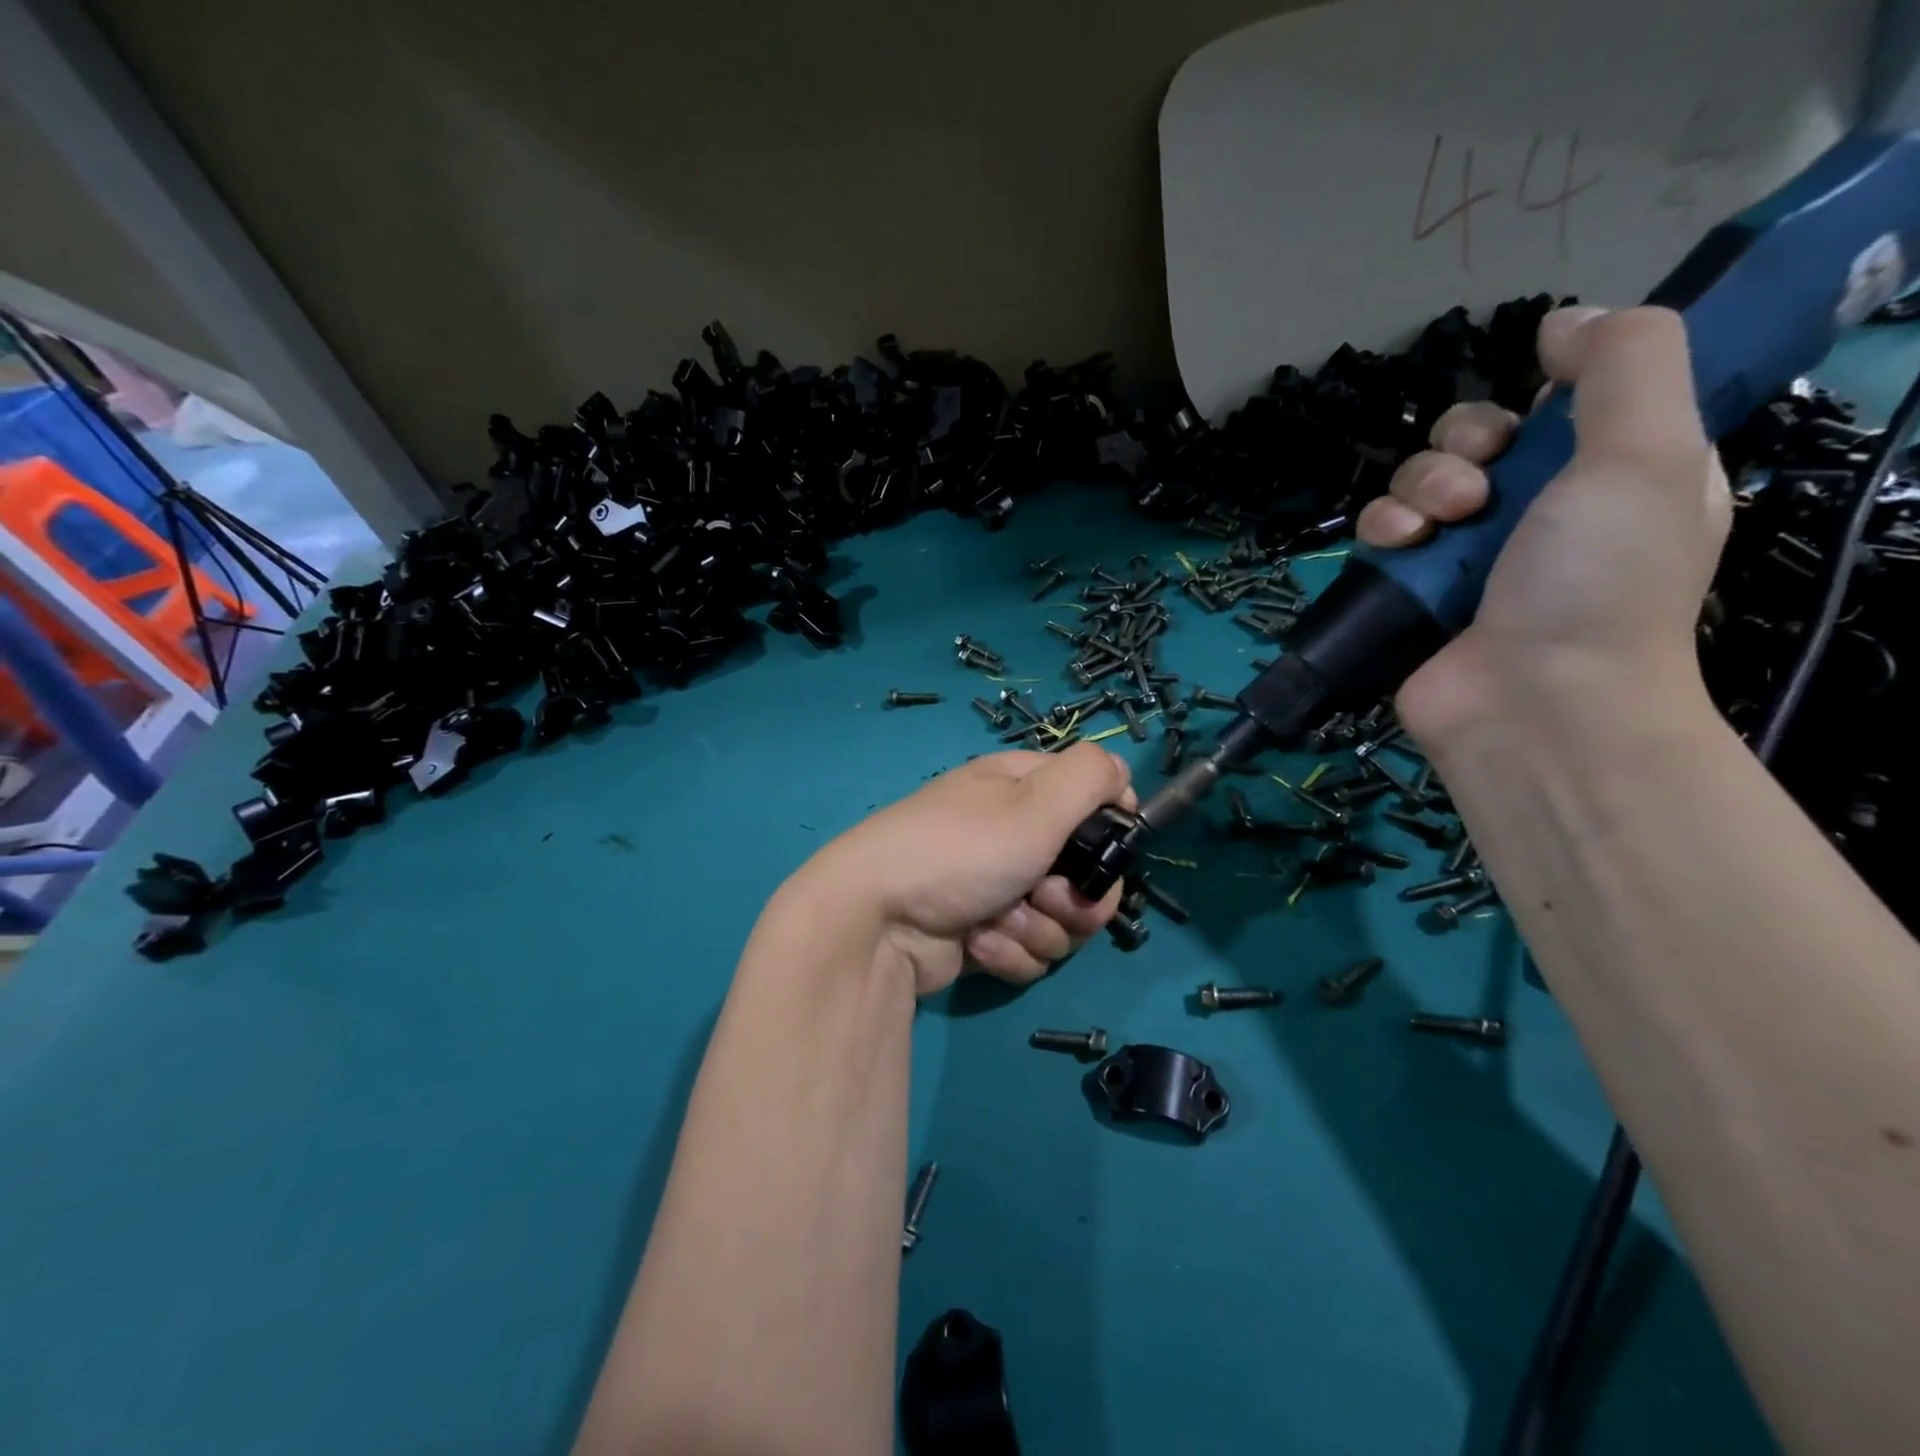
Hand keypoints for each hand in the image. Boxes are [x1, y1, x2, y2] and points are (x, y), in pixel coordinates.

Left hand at [784, 743, 1133, 995]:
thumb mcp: (1036, 801)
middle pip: (1084, 871)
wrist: (877, 920)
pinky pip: (1028, 950)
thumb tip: (1122, 775)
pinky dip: (1008, 952)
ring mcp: (995, 888)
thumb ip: (1090, 778)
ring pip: (1061, 920)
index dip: (1109, 827)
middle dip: (1076, 896)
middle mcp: (1011, 834)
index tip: (1111, 850)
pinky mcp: (982, 936)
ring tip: (999, 921)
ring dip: (1038, 928)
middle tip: (1047, 897)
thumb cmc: (963, 850)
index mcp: (1020, 789)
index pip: (1090, 797)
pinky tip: (976, 943)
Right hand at [1355, 306, 1731, 747]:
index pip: (1559, 405)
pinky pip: (1380, 531)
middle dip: (1463, 446)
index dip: (1537, 396)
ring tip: (1439, 525)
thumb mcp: (1648, 451)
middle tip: (1479, 486)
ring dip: (1420, 487)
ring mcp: (1467, 555)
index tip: (1534, 410)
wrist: (1533, 702)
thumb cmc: (1601, 580)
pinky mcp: (1411, 588)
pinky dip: (1382, 529)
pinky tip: (1399, 546)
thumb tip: (1564, 321)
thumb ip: (1626, 363)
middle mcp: (1537, 511)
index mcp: (1611, 475)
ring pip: (1418, 480)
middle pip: (1474, 438)